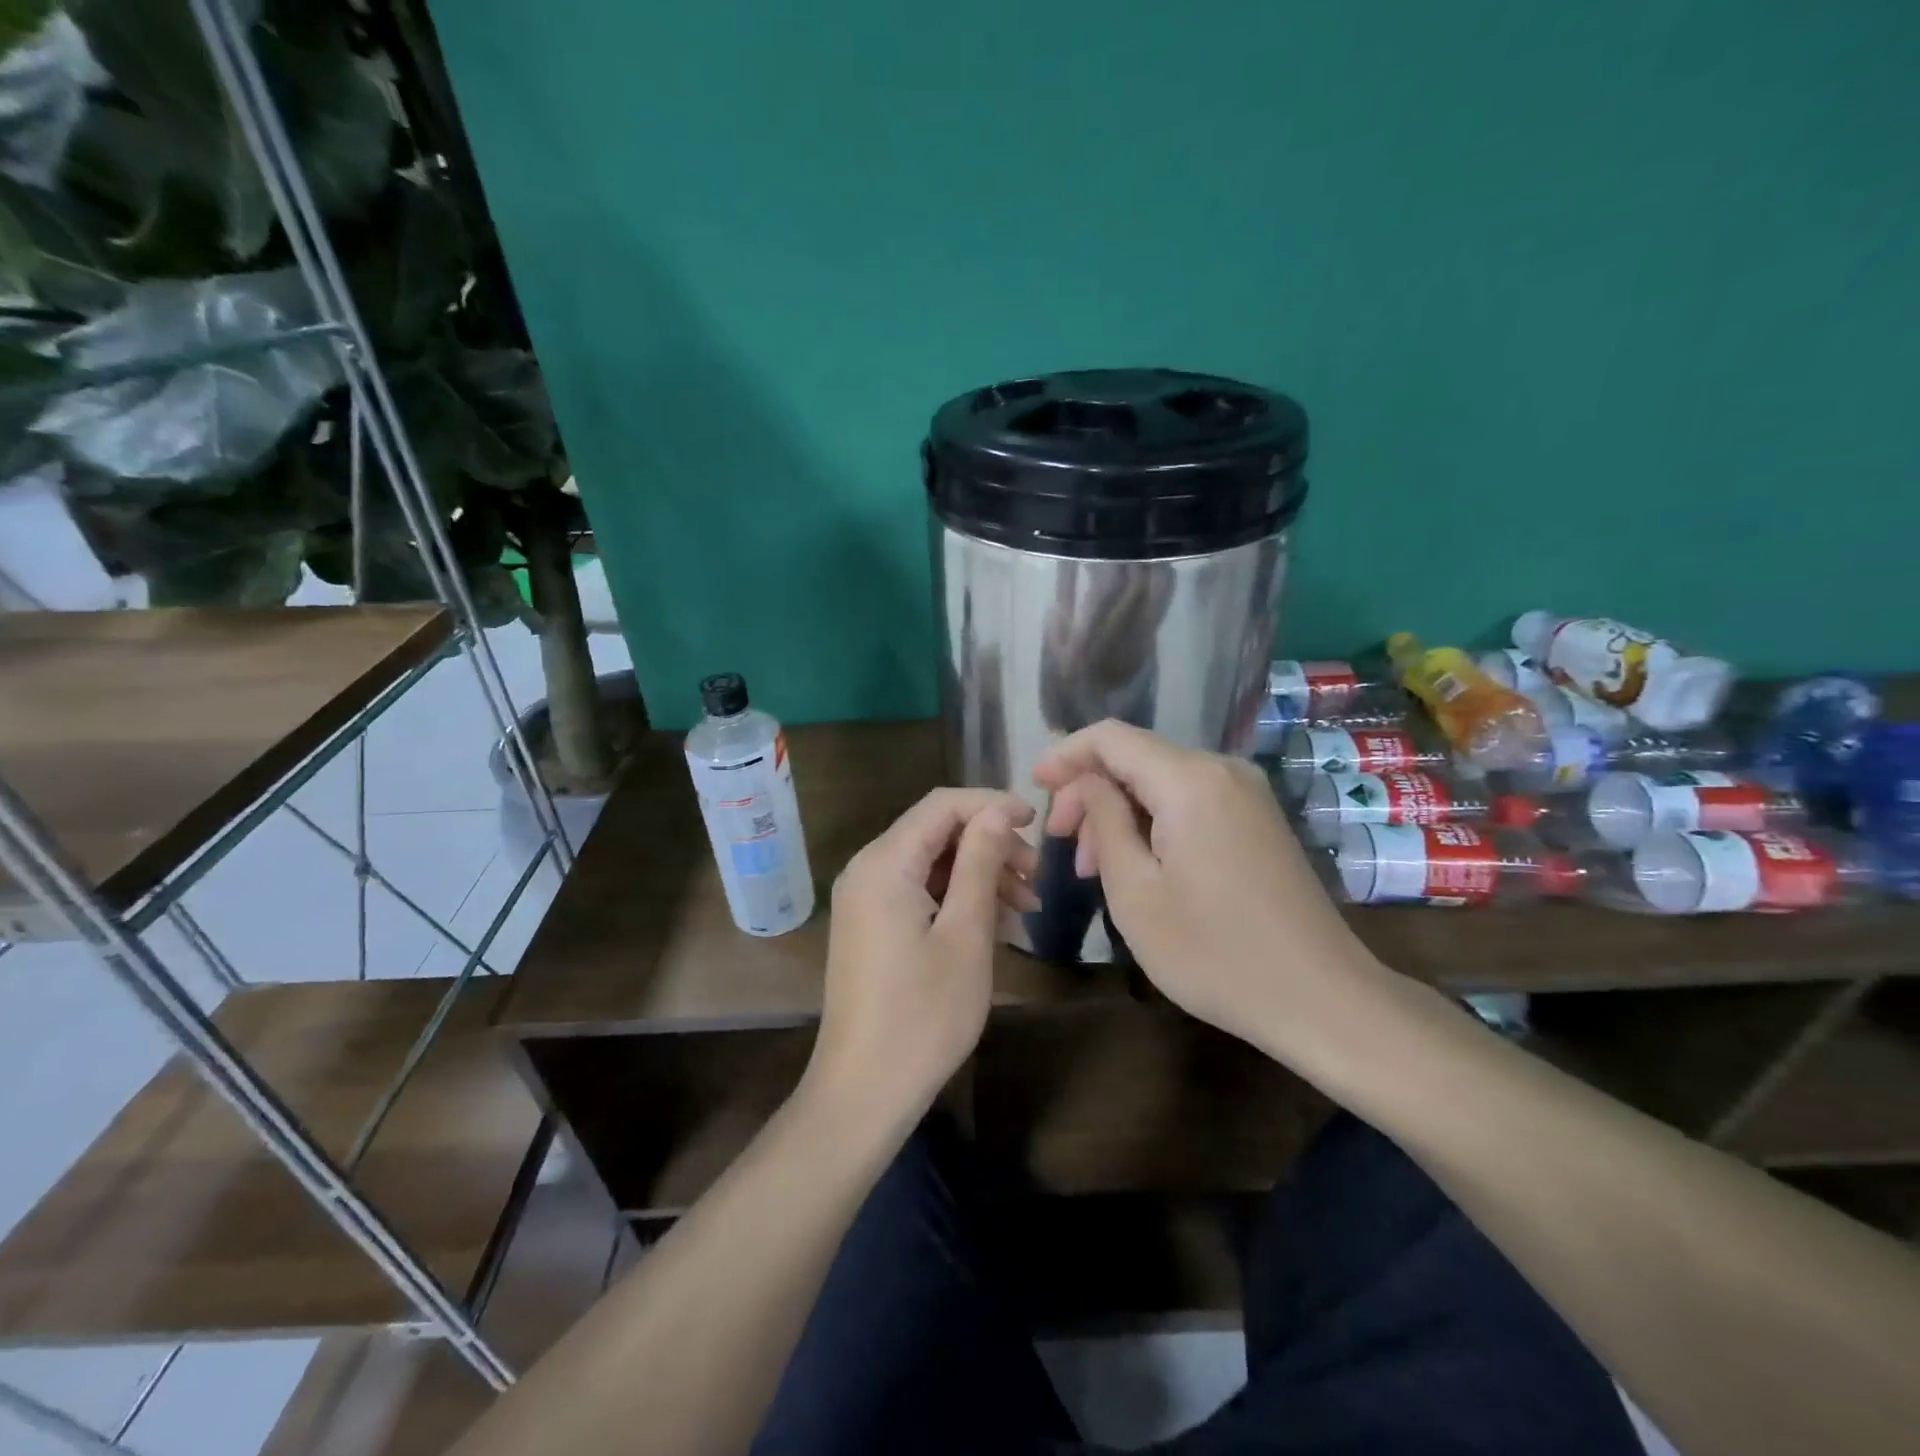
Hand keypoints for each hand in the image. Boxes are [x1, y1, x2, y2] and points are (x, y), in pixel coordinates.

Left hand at [806, 788, 1038, 1127]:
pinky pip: (919, 892)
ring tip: (1027, 909)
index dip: (992, 805)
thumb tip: (998, 812)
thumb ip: (980, 862)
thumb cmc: (924, 1014)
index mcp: (884, 863)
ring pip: (931, 864)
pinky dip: (957, 899)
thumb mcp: (966, 933)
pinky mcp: (871, 924)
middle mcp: (867, 869)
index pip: (942, 805)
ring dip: (980, 875)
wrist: (864, 1090)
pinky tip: (998, 926)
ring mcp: (865, 899)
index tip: (1038, 822)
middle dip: (991, 846)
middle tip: (1037, 879)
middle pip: (936, 832)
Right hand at [1034, 721, 1372, 1050]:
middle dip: (1089, 792)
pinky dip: (1152, 821)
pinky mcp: (1257, 819)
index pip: (1111, 737)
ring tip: (1094, 867)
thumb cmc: (1215, 953)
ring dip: (1119, 812)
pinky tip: (1138, 864)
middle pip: (1136, 758)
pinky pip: (1190, 800)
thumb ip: (1104, 822)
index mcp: (1189, 781)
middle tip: (1063, 846)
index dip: (1066, 754)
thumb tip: (1086, 782)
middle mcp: (1222, 770)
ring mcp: (1246, 793)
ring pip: (1161, 781)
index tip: (1033, 786)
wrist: (1322, 998)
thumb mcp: (1135, 892)